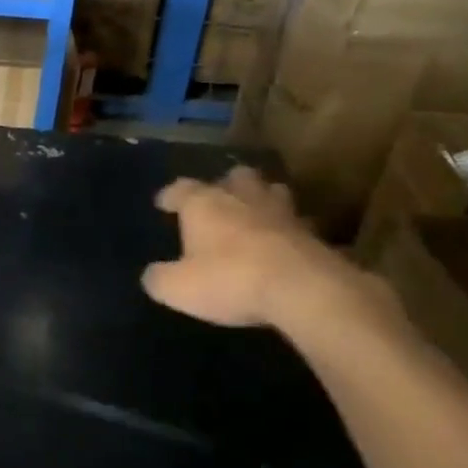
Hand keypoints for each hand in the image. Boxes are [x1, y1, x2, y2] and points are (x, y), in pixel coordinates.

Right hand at [141, 166, 378, 330]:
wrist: (304, 290)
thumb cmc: (230, 280)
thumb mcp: (178, 288)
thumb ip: (160, 278)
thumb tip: (153, 275)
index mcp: (204, 204)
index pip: (181, 188)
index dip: (170, 196)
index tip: (163, 203)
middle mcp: (242, 198)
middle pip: (235, 177)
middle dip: (226, 184)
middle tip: (220, 198)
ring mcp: (282, 213)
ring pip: (272, 192)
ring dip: (262, 199)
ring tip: (256, 213)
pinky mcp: (313, 234)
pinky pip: (297, 224)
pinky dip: (288, 230)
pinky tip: (284, 242)